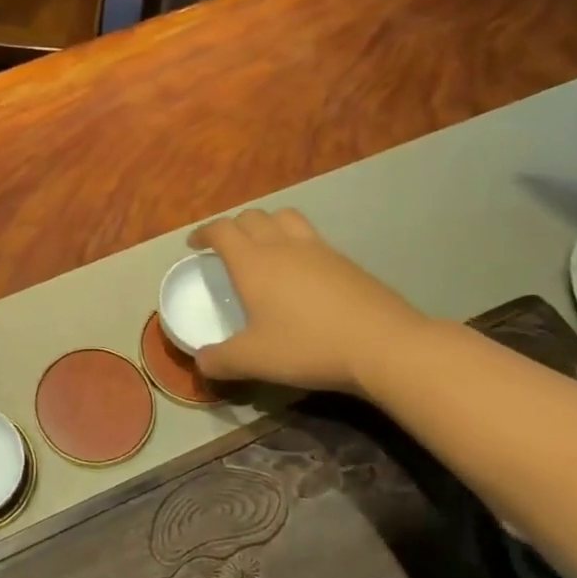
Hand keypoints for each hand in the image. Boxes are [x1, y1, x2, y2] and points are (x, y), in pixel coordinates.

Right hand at [189, 209, 428, 395]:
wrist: (382, 344)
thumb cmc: (307, 346)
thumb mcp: (254, 360)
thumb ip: (220, 360)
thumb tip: (201, 361)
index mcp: (252, 262)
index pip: (222, 230)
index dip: (204, 232)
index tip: (194, 245)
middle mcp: (282, 246)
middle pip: (252, 216)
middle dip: (233, 226)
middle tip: (225, 247)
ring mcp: (317, 249)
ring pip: (284, 217)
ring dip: (266, 224)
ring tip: (262, 246)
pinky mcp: (344, 260)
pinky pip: (311, 235)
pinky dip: (295, 240)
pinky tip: (299, 269)